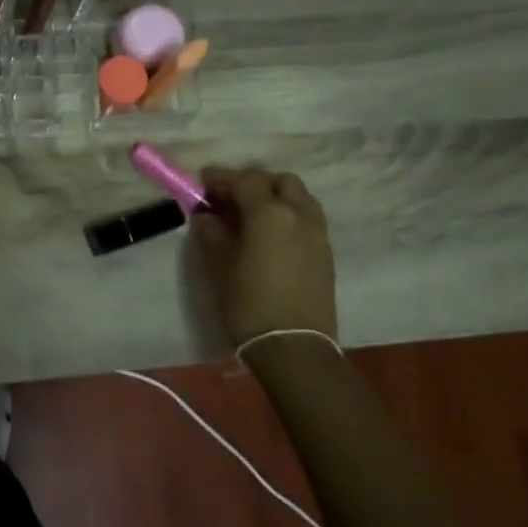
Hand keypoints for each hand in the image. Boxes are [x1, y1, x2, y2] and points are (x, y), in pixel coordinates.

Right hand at [192, 167, 338, 346]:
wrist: (293, 347)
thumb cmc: (248, 304)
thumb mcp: (219, 267)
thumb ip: (211, 233)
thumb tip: (206, 216)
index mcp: (270, 214)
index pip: (244, 181)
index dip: (221, 178)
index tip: (201, 182)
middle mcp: (299, 215)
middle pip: (280, 182)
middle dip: (254, 182)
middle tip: (229, 198)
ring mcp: (317, 234)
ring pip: (299, 198)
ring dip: (275, 197)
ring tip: (251, 216)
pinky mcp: (325, 253)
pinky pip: (307, 218)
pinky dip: (288, 215)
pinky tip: (269, 236)